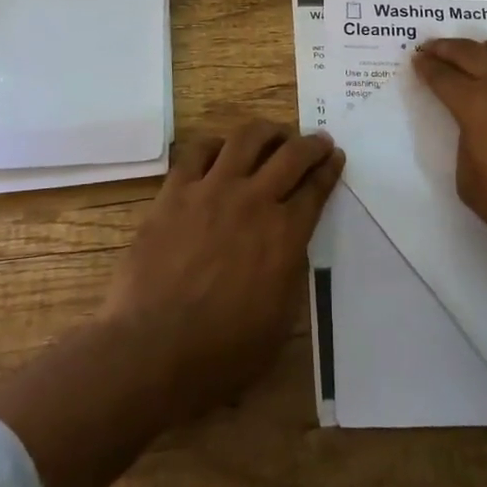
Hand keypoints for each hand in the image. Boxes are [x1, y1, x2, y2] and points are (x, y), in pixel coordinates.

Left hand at [99, 119, 342, 420]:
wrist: (151, 350)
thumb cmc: (221, 354)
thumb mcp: (278, 323)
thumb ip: (288, 275)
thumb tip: (288, 249)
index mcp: (285, 236)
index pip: (315, 190)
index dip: (329, 170)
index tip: (335, 158)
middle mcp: (254, 201)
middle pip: (290, 155)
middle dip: (310, 144)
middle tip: (318, 141)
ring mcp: (212, 190)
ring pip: (246, 138)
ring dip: (267, 131)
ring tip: (274, 133)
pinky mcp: (175, 191)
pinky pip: (197, 151)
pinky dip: (215, 144)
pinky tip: (220, 150)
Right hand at [412, 35, 486, 242]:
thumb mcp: (470, 182)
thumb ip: (467, 145)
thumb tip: (477, 129)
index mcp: (475, 103)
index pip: (443, 77)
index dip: (427, 67)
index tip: (418, 59)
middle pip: (470, 52)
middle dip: (447, 48)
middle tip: (435, 47)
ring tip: (486, 51)